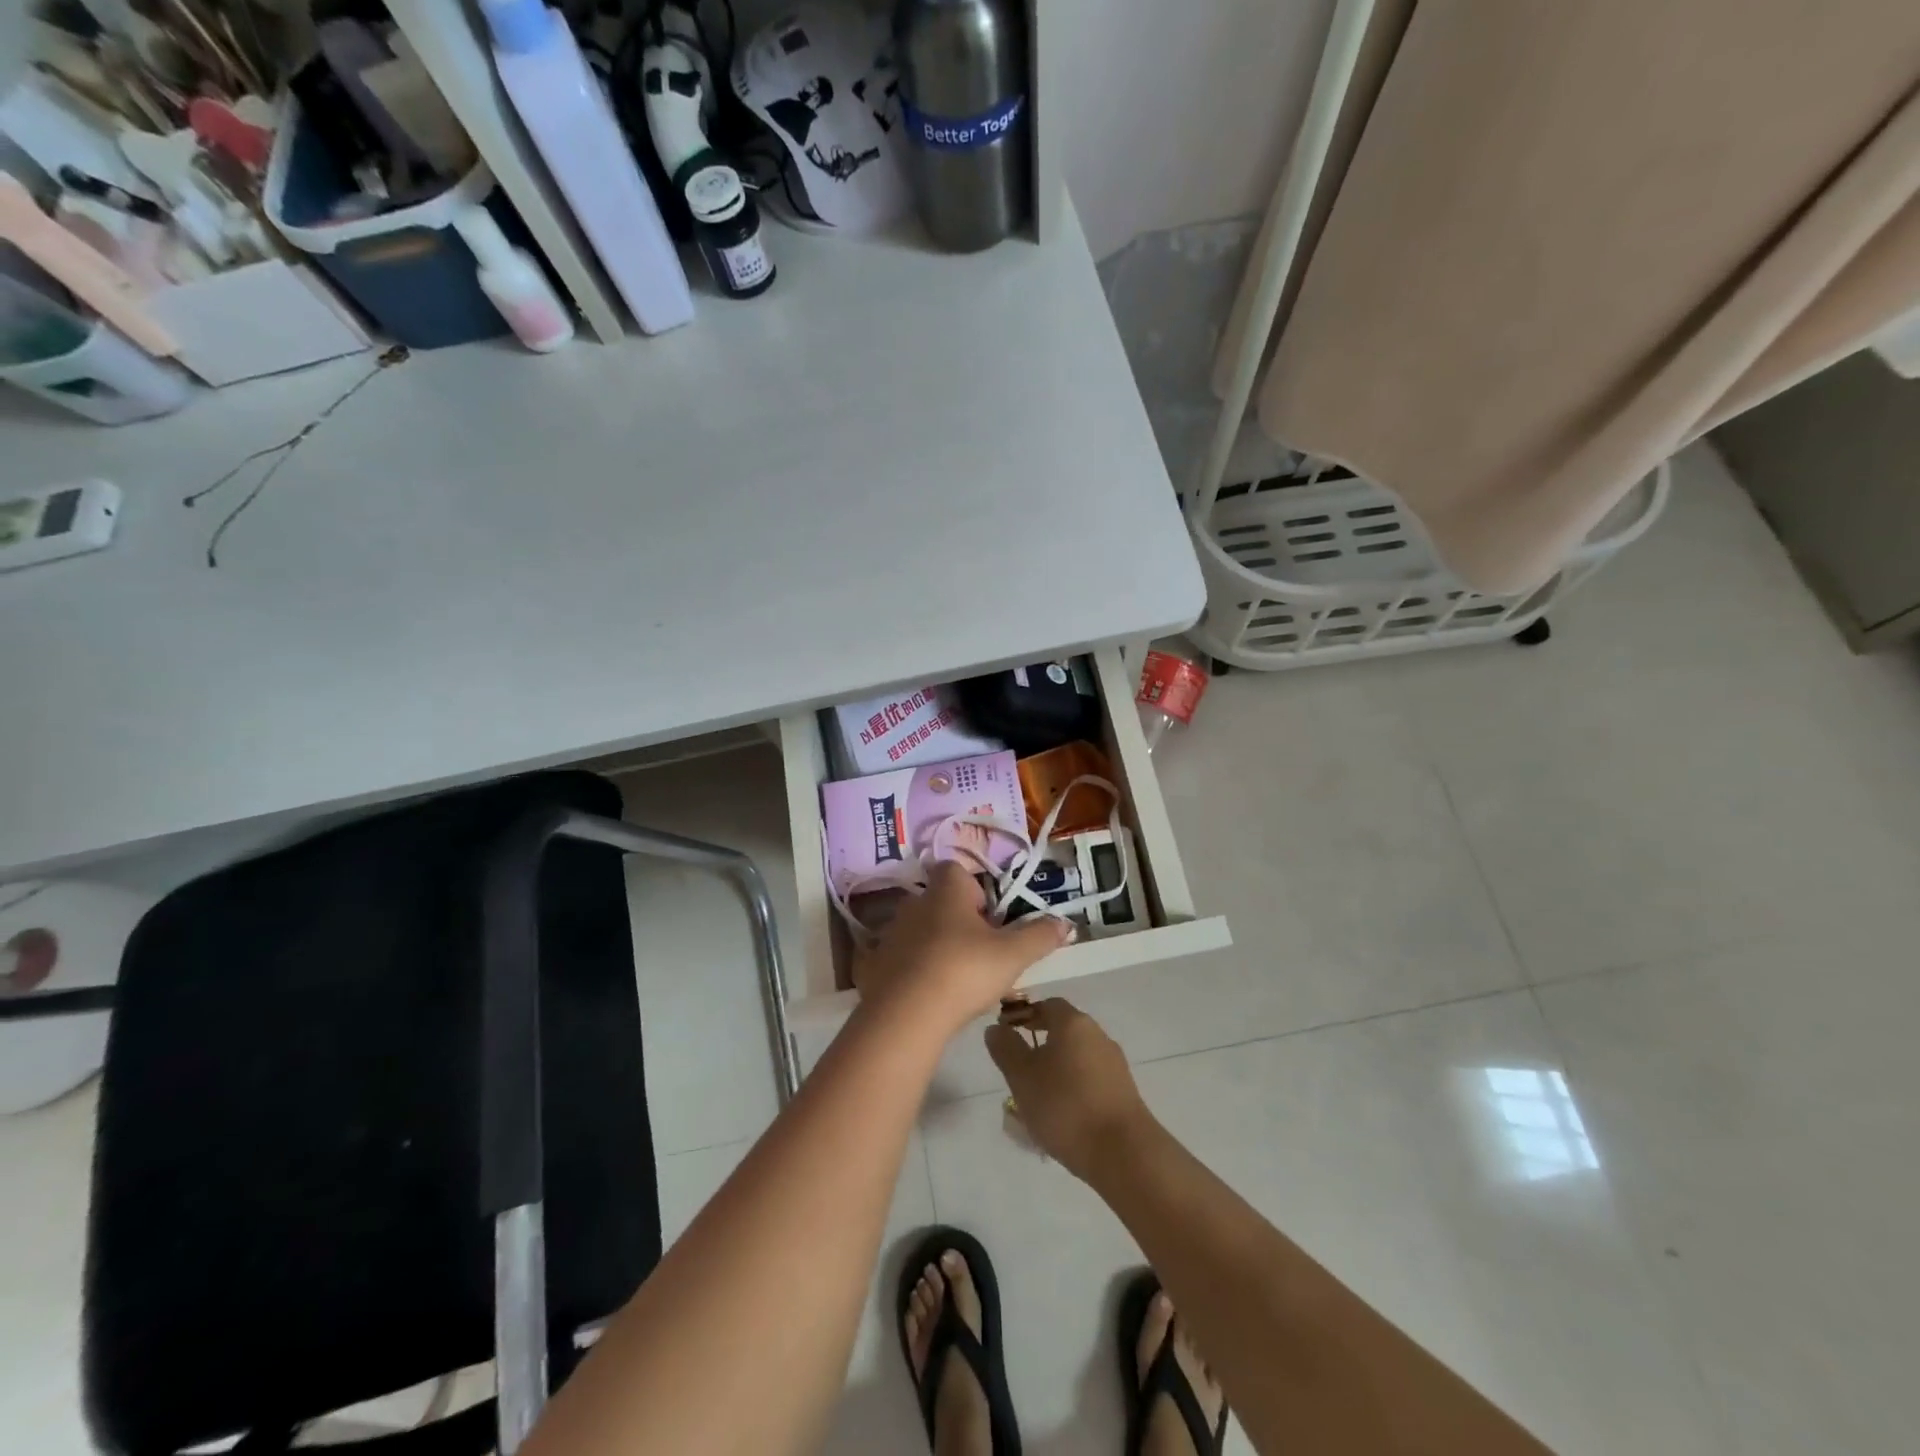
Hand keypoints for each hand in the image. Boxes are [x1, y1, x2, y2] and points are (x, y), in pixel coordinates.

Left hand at [853, 863, 1070, 1033]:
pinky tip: (930, 994)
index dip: (976, 889)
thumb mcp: (1013, 955)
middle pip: (940, 901)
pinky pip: (902, 958)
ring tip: (958, 976)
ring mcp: (891, 933)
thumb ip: (1040, 935)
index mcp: (946, 890)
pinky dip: (915, 969)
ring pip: (921, 930)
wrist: (905, 1016)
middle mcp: (914, 902)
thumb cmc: (963, 970)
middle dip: (959, 920)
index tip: (991, 918)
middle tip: (982, 951)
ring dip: (937, 944)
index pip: (957, 869)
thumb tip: (1066, 923)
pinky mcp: (876, 964)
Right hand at [985, 998, 1152, 1179]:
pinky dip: (1073, 1088)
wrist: (1124, 1152)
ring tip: (1037, 1099)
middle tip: (1018, 1070)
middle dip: (1039, 1045)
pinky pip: (1090, 1079)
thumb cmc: (1065, 1106)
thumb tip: (996, 1028)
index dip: (1025, 1016)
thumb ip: (1006, 1049)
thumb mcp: (1022, 1077)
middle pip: (1063, 1030)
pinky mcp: (1123, 1091)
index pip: (1046, 1005)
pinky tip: (1062, 1116)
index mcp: (1073, 1023)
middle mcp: (1097, 1035)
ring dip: (1056, 1069)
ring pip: (1076, 1057)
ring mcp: (1114, 1063)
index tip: (1007, 1034)